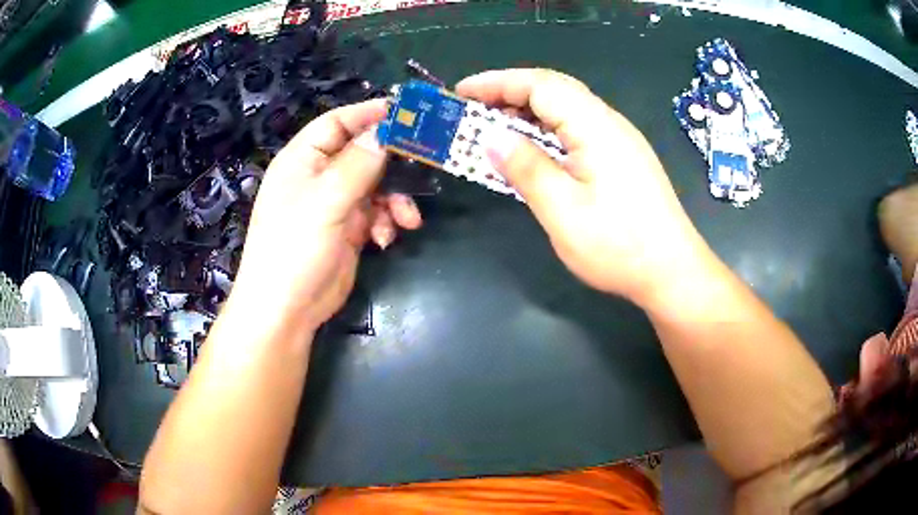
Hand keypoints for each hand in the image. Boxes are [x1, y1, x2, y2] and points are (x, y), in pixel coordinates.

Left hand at [229, 100, 421, 333]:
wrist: (287, 310)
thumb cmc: (294, 248)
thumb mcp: (326, 201)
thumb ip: (358, 164)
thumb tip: (386, 131)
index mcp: (303, 159)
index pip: (337, 122)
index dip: (369, 115)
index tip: (407, 113)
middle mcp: (318, 176)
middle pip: (362, 153)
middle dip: (392, 163)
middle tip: (425, 163)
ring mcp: (334, 204)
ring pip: (375, 186)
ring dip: (394, 200)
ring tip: (407, 219)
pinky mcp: (348, 229)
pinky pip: (375, 214)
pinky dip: (386, 222)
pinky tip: (386, 240)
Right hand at [456, 69, 707, 305]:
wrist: (672, 271)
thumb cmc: (618, 245)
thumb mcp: (563, 211)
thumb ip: (526, 168)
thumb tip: (491, 138)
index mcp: (595, 126)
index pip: (540, 85)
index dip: (497, 83)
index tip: (461, 92)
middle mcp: (609, 123)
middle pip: (555, 90)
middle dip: (510, 92)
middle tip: (473, 109)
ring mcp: (619, 140)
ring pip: (567, 109)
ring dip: (529, 112)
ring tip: (495, 127)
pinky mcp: (622, 158)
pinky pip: (578, 130)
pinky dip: (548, 131)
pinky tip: (534, 150)